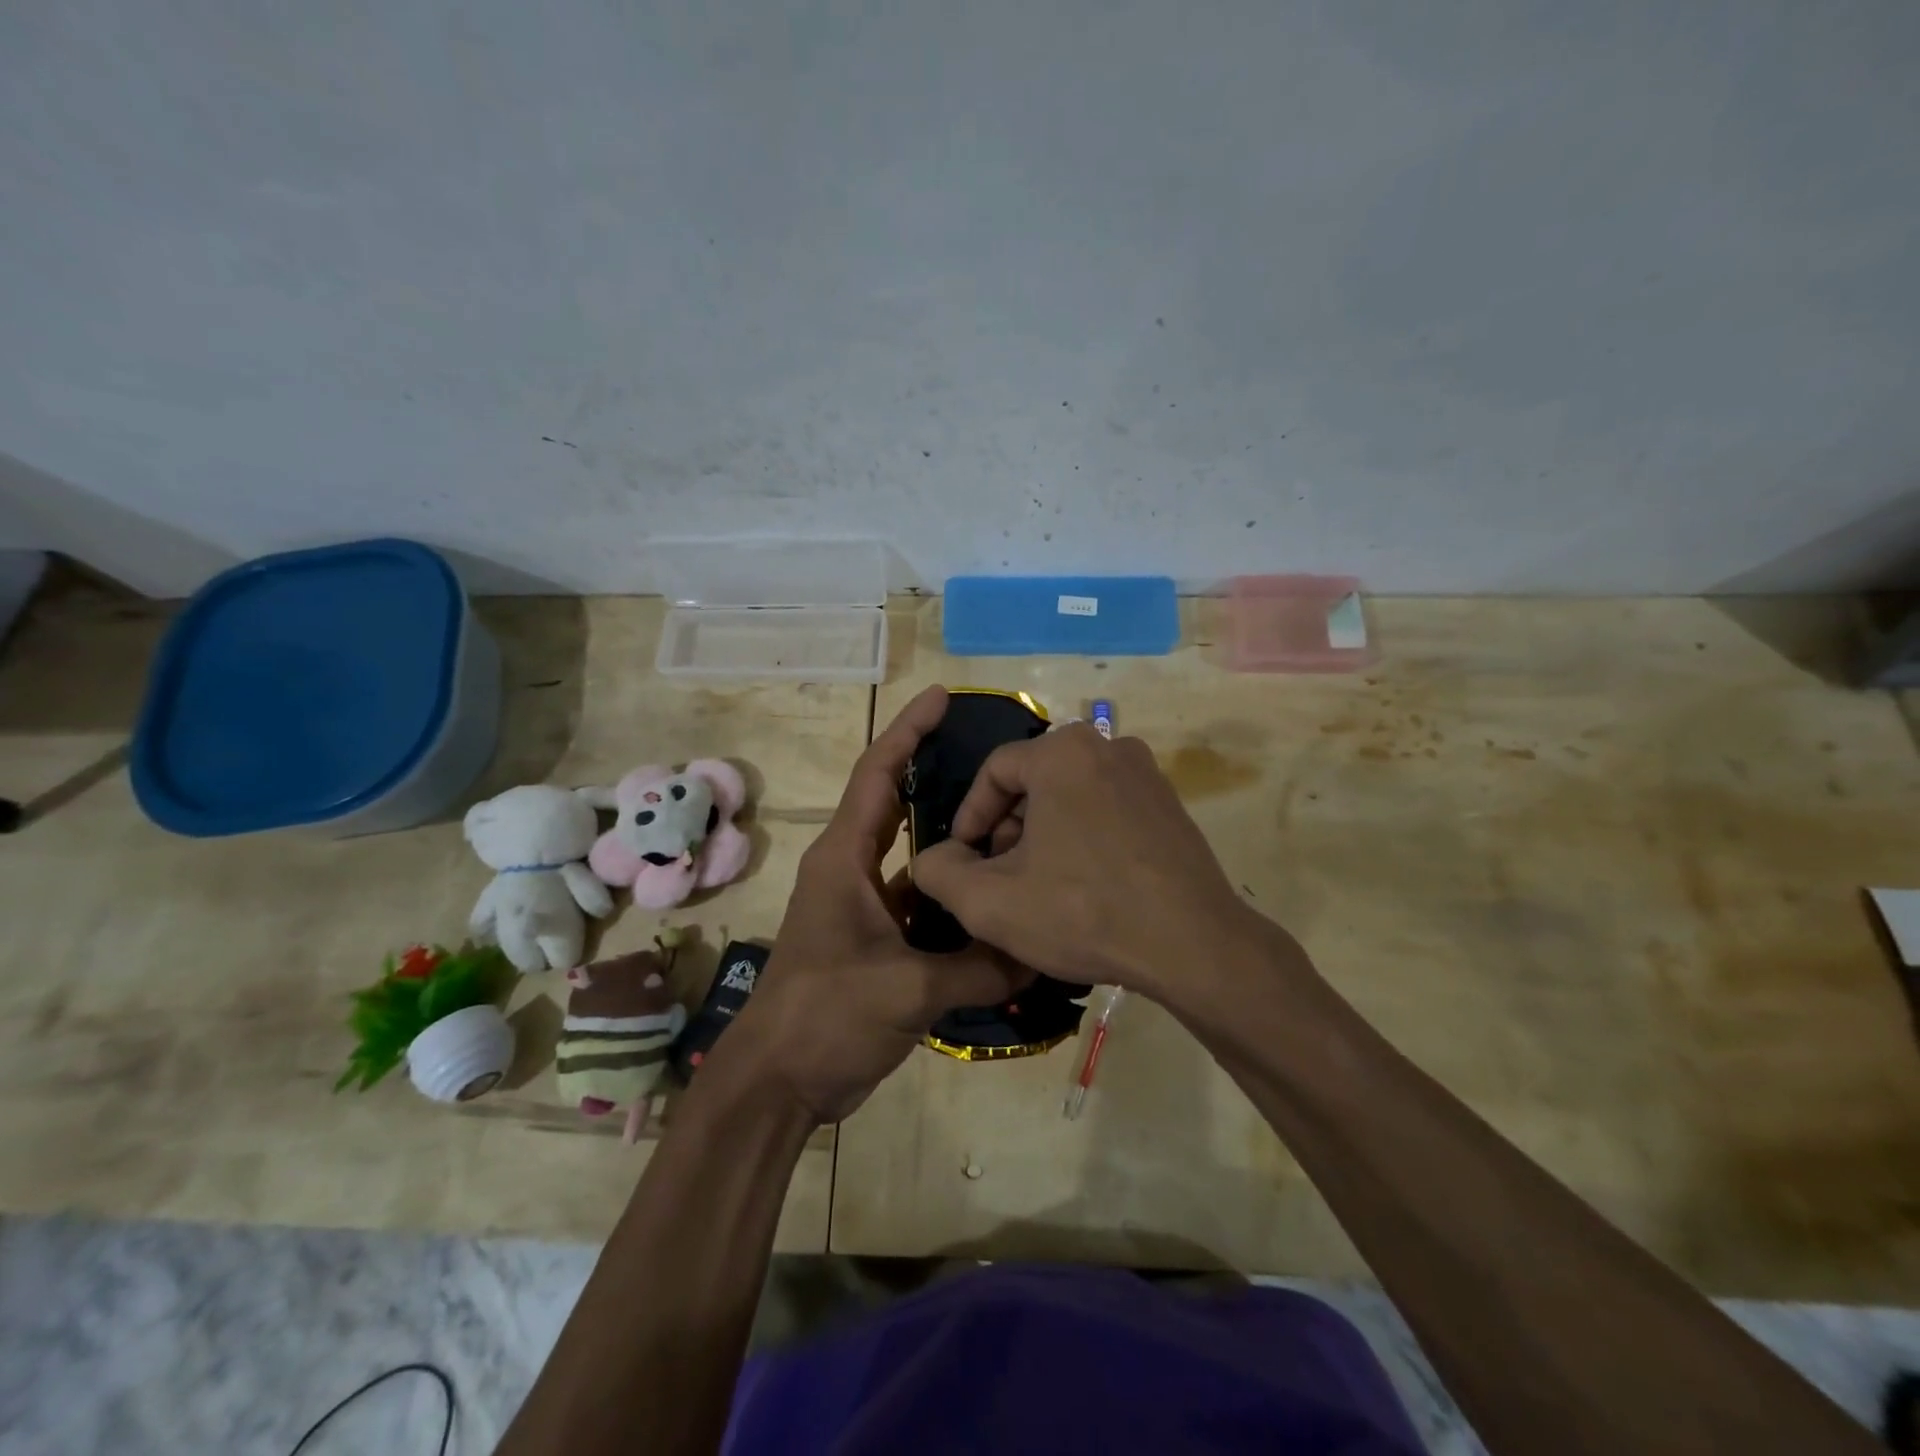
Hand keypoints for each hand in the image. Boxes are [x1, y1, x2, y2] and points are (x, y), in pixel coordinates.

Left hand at [724, 687, 1024, 1123]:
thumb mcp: (907, 990)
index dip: (909, 729)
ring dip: (955, 846)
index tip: (943, 696)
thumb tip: (1042, 953)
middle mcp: (854, 870)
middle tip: (995, 759)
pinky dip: (956, 902)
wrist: (778, 1082)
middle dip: (939, 774)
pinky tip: (998, 902)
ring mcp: (866, 907)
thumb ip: (978, 967)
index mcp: (845, 858)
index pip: (879, 773)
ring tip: (1013, 826)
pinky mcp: (879, 942)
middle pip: (899, 805)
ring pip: (919, 860)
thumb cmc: (825, 1016)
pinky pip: (925, 906)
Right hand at [911, 722, 1264, 1004]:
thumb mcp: (989, 901)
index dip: (969, 816)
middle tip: (1000, 875)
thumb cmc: (1083, 911)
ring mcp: (1147, 774)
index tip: (964, 858)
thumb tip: (934, 857)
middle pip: (1034, 781)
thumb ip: (939, 872)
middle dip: (1008, 827)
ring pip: (1070, 795)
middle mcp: (1107, 746)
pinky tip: (1084, 886)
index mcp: (1062, 752)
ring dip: (1044, 834)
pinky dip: (1083, 837)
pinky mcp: (1170, 805)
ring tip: (1039, 886)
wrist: (1194, 945)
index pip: (994, 770)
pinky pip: (1107, 809)